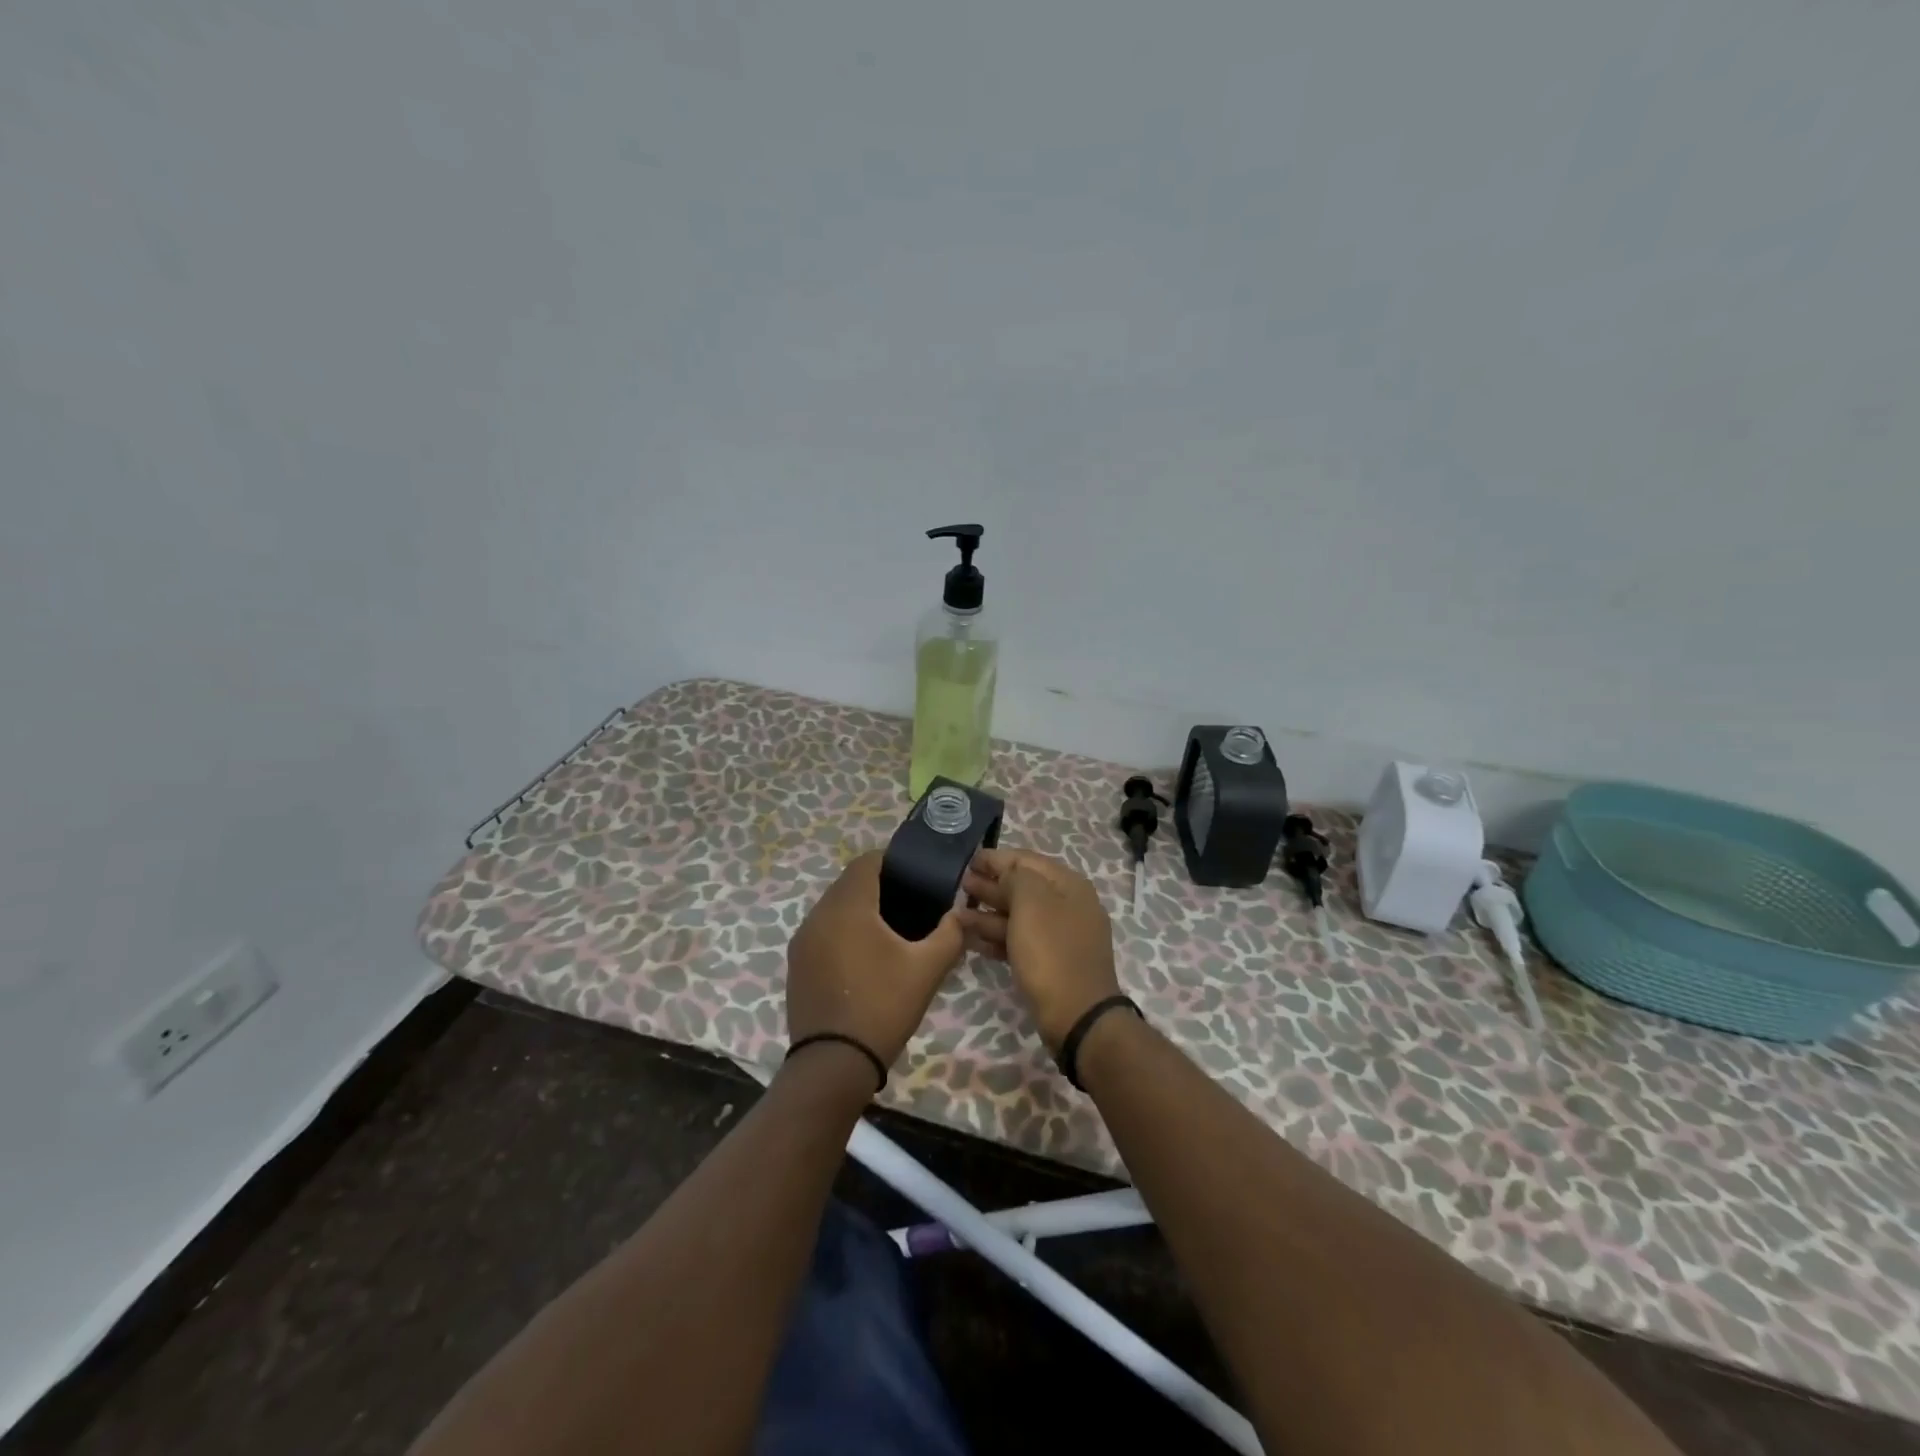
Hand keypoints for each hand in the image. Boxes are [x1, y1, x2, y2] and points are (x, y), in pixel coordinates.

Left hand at [786, 851, 967, 1070]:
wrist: (833, 1063)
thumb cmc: (883, 1006)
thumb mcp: (927, 969)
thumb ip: (949, 934)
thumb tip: (960, 916)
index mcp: (848, 906)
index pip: (867, 861)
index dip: (893, 861)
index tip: (917, 877)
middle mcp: (818, 914)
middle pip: (849, 883)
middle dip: (879, 886)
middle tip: (911, 905)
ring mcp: (802, 941)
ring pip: (834, 908)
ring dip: (860, 910)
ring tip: (891, 932)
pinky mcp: (796, 964)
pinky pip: (823, 932)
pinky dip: (843, 932)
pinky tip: (865, 958)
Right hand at [959, 847, 1119, 1049]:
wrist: (1077, 1016)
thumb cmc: (1051, 952)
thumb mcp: (1031, 903)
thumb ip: (1014, 879)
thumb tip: (1004, 876)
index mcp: (1068, 885)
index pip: (1026, 860)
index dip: (995, 858)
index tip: (967, 860)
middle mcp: (1068, 906)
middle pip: (1023, 887)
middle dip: (990, 885)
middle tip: (959, 885)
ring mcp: (1060, 937)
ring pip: (1019, 916)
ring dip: (988, 913)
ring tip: (956, 913)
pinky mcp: (1051, 963)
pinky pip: (1020, 941)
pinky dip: (996, 937)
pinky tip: (971, 939)